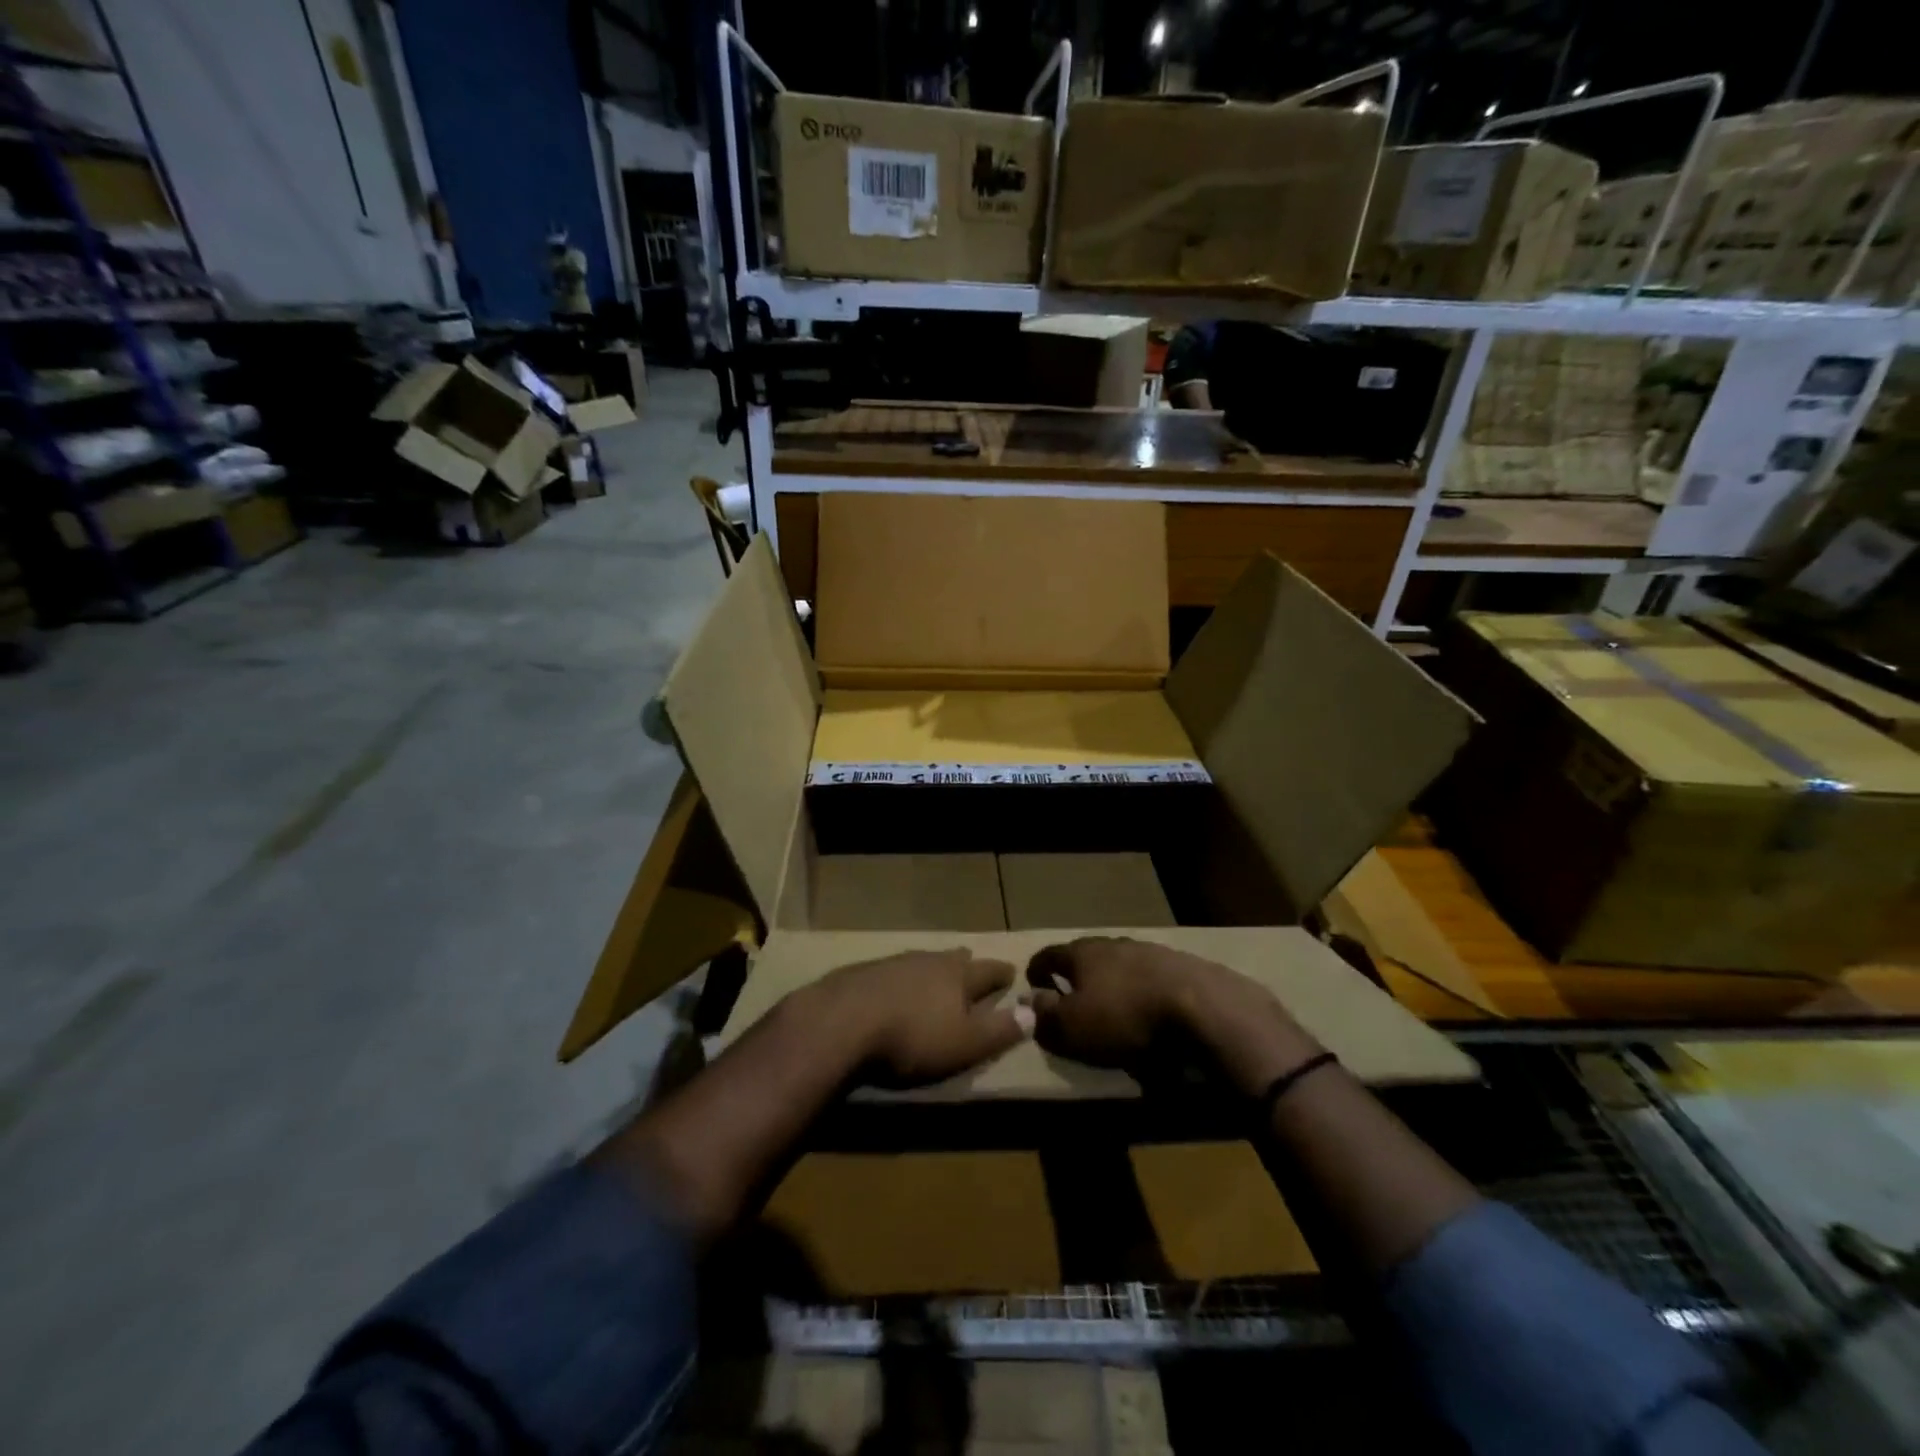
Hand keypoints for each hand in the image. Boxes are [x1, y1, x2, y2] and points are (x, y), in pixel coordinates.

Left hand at [807, 949, 1030, 1087]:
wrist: (841, 1022)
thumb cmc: (912, 1038)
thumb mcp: (965, 1043)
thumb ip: (999, 1030)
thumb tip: (1034, 1012)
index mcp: (956, 977)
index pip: (987, 971)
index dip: (1000, 973)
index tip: (1011, 970)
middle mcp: (926, 962)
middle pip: (951, 959)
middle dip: (964, 963)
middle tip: (971, 960)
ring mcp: (891, 964)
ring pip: (919, 961)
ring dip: (930, 968)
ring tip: (933, 972)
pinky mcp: (860, 974)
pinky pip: (889, 972)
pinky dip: (898, 978)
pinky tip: (890, 986)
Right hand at [1026, 937, 1322, 1094]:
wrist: (1204, 1009)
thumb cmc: (1126, 1018)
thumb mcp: (1073, 1028)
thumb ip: (1047, 1017)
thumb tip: (1033, 1003)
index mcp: (1084, 953)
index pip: (1050, 954)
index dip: (1038, 968)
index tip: (1032, 980)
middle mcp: (1116, 944)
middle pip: (1089, 955)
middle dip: (1079, 974)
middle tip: (1073, 994)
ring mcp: (1153, 952)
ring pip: (1124, 964)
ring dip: (1115, 981)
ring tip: (1115, 1005)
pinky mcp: (1186, 968)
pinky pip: (1155, 978)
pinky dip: (1146, 992)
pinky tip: (1153, 1012)